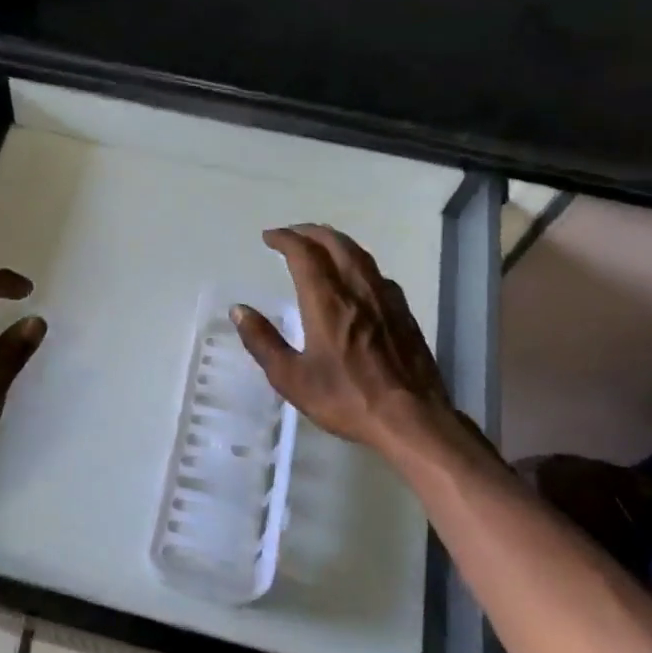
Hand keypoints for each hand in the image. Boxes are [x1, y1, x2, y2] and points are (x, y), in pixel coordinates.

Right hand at [232, 224, 489, 467]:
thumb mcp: (292, 378)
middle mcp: (357, 290)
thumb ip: (263, 341)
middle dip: (310, 232)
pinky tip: (356, 277)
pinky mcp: (404, 313)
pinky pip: (376, 273)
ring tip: (320, 244)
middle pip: (335, 244)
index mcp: (328, 302)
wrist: (412, 419)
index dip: (285, 239)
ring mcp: (386, 299)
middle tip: (292, 234)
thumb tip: (239, 311)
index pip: (304, 253)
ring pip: (360, 255)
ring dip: (336, 242)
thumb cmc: (347, 399)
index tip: (269, 237)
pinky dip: (357, 262)